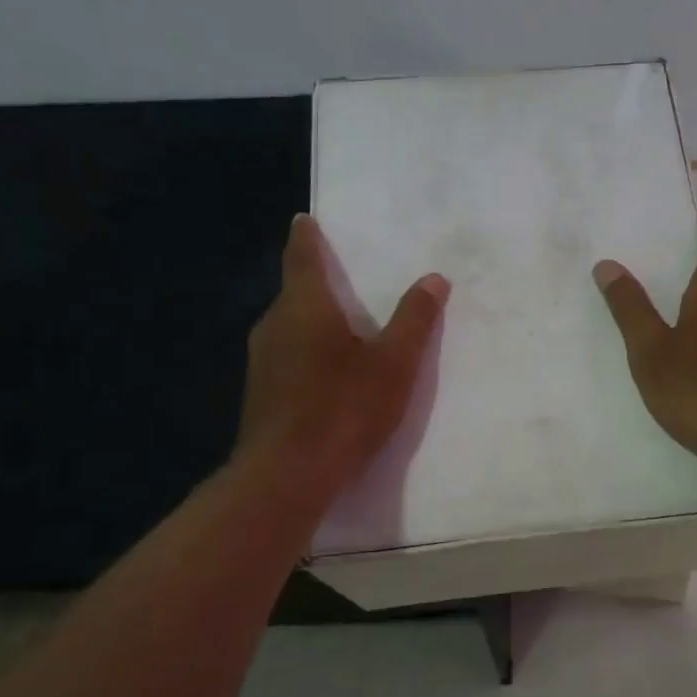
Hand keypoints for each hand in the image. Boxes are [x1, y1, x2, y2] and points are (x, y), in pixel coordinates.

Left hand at [234, 215, 448, 498]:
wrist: (286, 476)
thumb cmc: (343, 408)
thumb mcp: (394, 363)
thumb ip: (414, 319)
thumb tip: (434, 278)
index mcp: (304, 307)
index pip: (302, 257)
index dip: (307, 237)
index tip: (306, 220)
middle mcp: (274, 325)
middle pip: (296, 292)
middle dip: (319, 283)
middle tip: (348, 276)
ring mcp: (262, 361)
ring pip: (291, 326)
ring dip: (315, 320)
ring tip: (346, 324)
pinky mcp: (262, 393)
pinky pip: (288, 355)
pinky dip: (309, 350)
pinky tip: (331, 372)